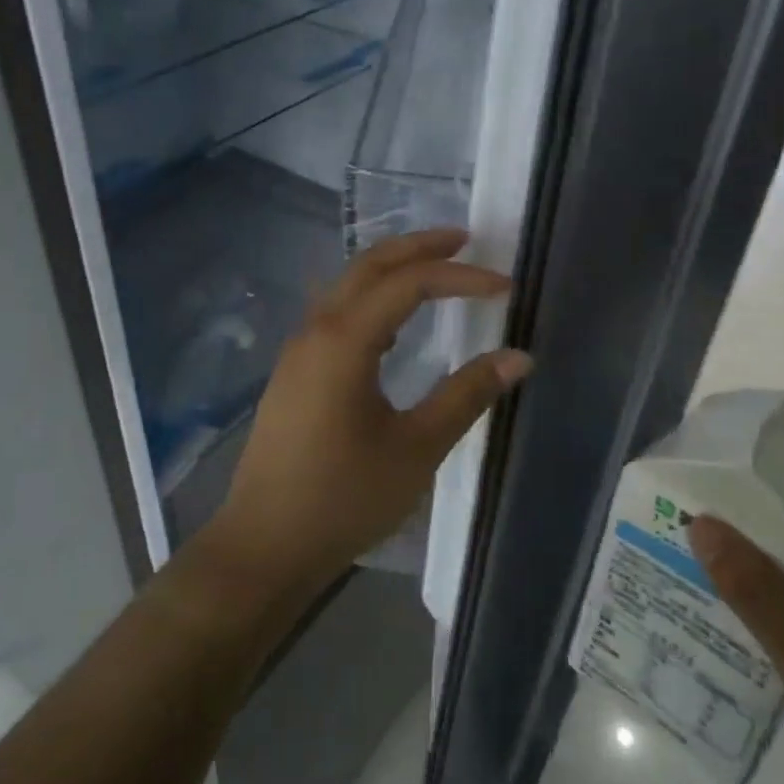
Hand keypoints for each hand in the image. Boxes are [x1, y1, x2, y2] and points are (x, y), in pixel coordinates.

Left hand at [207, 229, 532, 597]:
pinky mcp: (293, 373)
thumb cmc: (343, 498)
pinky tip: (394, 326)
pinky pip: (335, 314)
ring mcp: (298, 351)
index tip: (505, 286)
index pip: (409, 284)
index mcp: (344, 340)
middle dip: (417, 247)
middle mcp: (316, 331)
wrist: (264, 545)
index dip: (460, 277)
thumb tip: (518, 357)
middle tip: (464, 239)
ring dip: (390, 270)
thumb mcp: (416, 449)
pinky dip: (371, 300)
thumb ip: (466, 396)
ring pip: (346, 287)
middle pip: (368, 266)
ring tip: (435, 272)